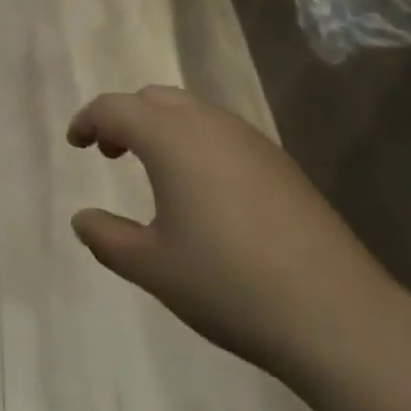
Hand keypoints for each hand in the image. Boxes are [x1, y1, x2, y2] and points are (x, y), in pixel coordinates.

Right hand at [68, 86, 404, 387]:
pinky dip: (196, 142)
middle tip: (110, 153)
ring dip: (162, 127)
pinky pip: (222, 132)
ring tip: (155, 172)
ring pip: (191, 111)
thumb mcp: (154, 268)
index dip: (88, 120)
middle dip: (126, 118)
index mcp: (169, 136)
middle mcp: (206, 121)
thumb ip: (108, 239)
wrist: (335, 312)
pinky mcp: (278, 159)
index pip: (115, 107)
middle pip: (153, 98)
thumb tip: (81, 219)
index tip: (75, 142)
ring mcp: (247, 137)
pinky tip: (205, 191)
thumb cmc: (228, 283)